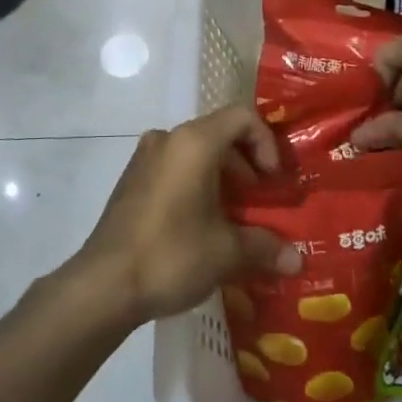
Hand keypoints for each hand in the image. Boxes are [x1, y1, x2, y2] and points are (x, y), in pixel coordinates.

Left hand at [70, 105, 302, 324]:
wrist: (104, 284)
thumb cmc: (171, 254)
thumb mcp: (226, 253)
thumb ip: (265, 248)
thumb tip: (297, 260)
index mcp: (194, 142)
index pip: (242, 117)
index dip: (266, 142)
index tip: (272, 181)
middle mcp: (168, 138)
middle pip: (219, 132)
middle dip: (246, 164)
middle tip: (259, 202)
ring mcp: (145, 156)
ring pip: (195, 151)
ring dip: (222, 176)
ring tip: (234, 217)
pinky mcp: (131, 178)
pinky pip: (174, 166)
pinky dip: (196, 182)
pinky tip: (201, 224)